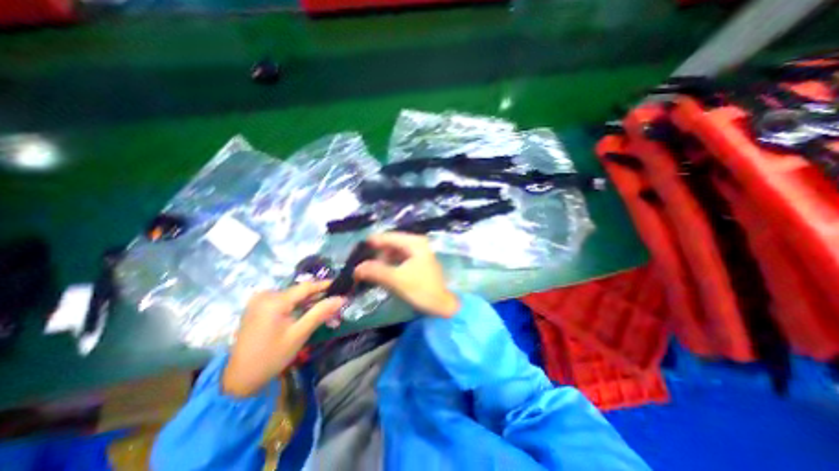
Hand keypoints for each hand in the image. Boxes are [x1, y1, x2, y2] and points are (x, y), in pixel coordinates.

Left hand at [221, 281, 346, 399]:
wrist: (238, 379)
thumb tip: (341, 298)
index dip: (325, 285)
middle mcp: (265, 295)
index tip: (341, 285)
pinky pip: (283, 301)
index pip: (306, 286)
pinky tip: (306, 313)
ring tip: (324, 309)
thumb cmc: (271, 357)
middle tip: (335, 302)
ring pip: (292, 296)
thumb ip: (320, 313)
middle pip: (298, 291)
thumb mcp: (299, 334)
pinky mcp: (257, 308)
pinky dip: (296, 306)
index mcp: (274, 301)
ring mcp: (259, 301)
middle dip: (317, 297)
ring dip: (308, 302)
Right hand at [352, 232, 461, 318]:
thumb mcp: (397, 280)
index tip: (357, 249)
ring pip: (397, 252)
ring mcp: (421, 253)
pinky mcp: (421, 263)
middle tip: (364, 263)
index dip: (373, 242)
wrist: (446, 305)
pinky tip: (385, 272)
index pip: (389, 237)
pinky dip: (392, 264)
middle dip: (378, 253)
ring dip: (384, 259)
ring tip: (372, 269)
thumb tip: (356, 268)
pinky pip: (402, 259)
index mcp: (415, 243)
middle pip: (393, 243)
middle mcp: (419, 244)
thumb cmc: (423, 290)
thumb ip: (376, 272)